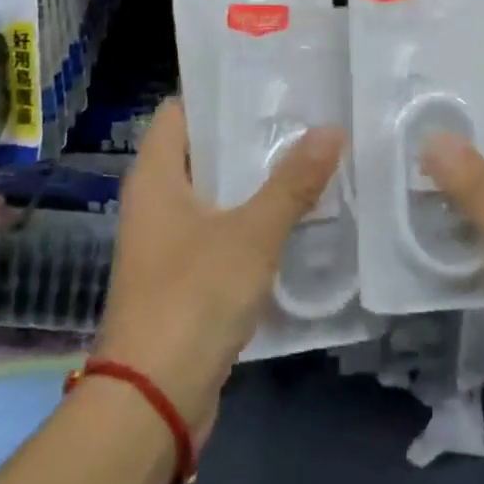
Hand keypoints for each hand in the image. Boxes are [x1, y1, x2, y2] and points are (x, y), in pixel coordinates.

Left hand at [94, 98, 344, 437]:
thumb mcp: (251, 235)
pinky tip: (293, 215)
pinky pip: (220, 230)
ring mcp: (167, 241)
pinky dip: (251, 218)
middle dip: (249, 135)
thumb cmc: (192, 298)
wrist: (152, 402)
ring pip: (215, 192)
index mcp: (156, 176)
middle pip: (203, 149)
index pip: (181, 110)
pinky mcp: (184, 276)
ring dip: (254, 179)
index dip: (218, 91)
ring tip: (307, 156)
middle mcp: (155, 201)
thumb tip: (331, 129)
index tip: (266, 81)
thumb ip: (292, 183)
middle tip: (301, 116)